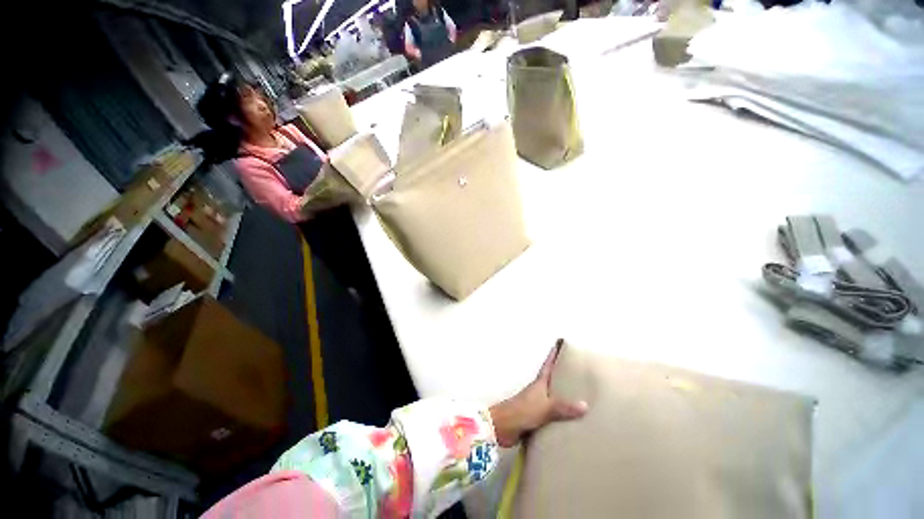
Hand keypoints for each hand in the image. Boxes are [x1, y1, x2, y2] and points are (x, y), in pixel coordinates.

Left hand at [489, 339, 587, 447]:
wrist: (504, 426)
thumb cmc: (523, 411)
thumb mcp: (545, 407)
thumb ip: (564, 407)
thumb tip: (585, 405)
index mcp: (539, 384)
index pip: (548, 365)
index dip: (553, 355)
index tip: (558, 345)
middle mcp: (538, 392)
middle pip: (551, 380)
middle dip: (561, 376)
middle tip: (575, 373)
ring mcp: (535, 405)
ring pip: (551, 398)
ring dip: (561, 398)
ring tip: (577, 398)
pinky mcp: (534, 419)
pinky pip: (551, 416)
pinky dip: (559, 417)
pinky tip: (569, 424)